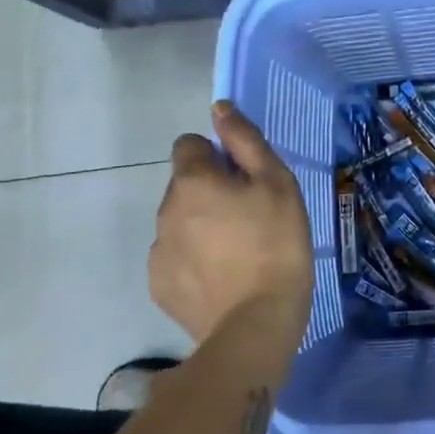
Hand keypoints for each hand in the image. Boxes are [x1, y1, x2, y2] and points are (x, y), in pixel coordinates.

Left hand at [150, 101, 313, 346]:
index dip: (217, 156)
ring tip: (238, 253)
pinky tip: (222, 278)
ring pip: (179, 221)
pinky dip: (194, 260)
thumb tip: (219, 108)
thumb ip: (245, 141)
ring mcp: (157, 250)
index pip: (189, 145)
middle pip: (185, 185)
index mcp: (193, 180)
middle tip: (249, 218)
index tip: (245, 180)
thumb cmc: (276, 244)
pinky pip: (175, 257)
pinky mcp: (159, 285)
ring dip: (201, 226)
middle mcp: (164, 209)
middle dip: (210, 192)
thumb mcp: (277, 183)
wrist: (256, 324)